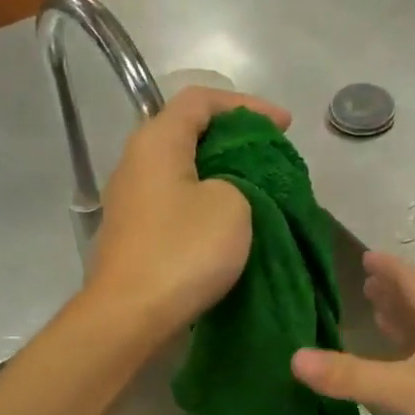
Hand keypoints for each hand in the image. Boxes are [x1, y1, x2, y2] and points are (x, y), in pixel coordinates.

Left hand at [84, 86, 292, 340]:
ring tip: (256, 189)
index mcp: (156, 141)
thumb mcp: (232, 205)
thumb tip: (226, 188)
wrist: (130, 315)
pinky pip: (174, 203)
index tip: (284, 126)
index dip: (247, 105)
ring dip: (219, 174)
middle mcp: (135, 162)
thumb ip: (239, 179)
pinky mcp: (133, 234)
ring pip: (181, 171)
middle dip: (234, 140)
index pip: (201, 99)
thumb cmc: (183, 251)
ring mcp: (129, 201)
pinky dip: (203, 203)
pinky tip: (226, 222)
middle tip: (271, 157)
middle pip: (188, 133)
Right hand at [291, 251, 414, 414]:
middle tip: (365, 285)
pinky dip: (405, 361)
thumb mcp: (406, 386)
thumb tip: (296, 359)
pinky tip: (393, 371)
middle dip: (394, 295)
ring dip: (401, 326)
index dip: (391, 269)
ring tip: (376, 317)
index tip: (367, 256)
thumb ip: (352, 375)